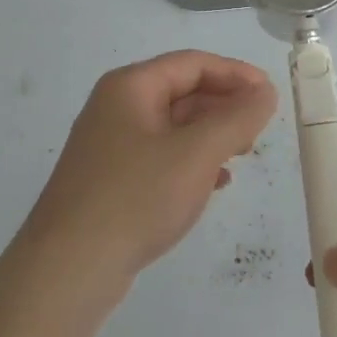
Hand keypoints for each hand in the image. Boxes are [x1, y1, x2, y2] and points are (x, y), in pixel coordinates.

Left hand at [22, 51, 277, 287]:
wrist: (66, 273)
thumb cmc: (135, 198)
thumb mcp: (196, 154)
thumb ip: (237, 118)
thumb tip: (265, 91)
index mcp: (130, 86)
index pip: (192, 63)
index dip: (235, 73)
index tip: (270, 94)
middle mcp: (116, 107)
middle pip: (182, 91)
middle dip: (224, 105)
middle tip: (260, 126)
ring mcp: (110, 146)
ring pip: (173, 127)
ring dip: (211, 135)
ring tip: (244, 153)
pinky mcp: (110, 182)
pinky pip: (160, 157)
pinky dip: (191, 162)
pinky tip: (215, 183)